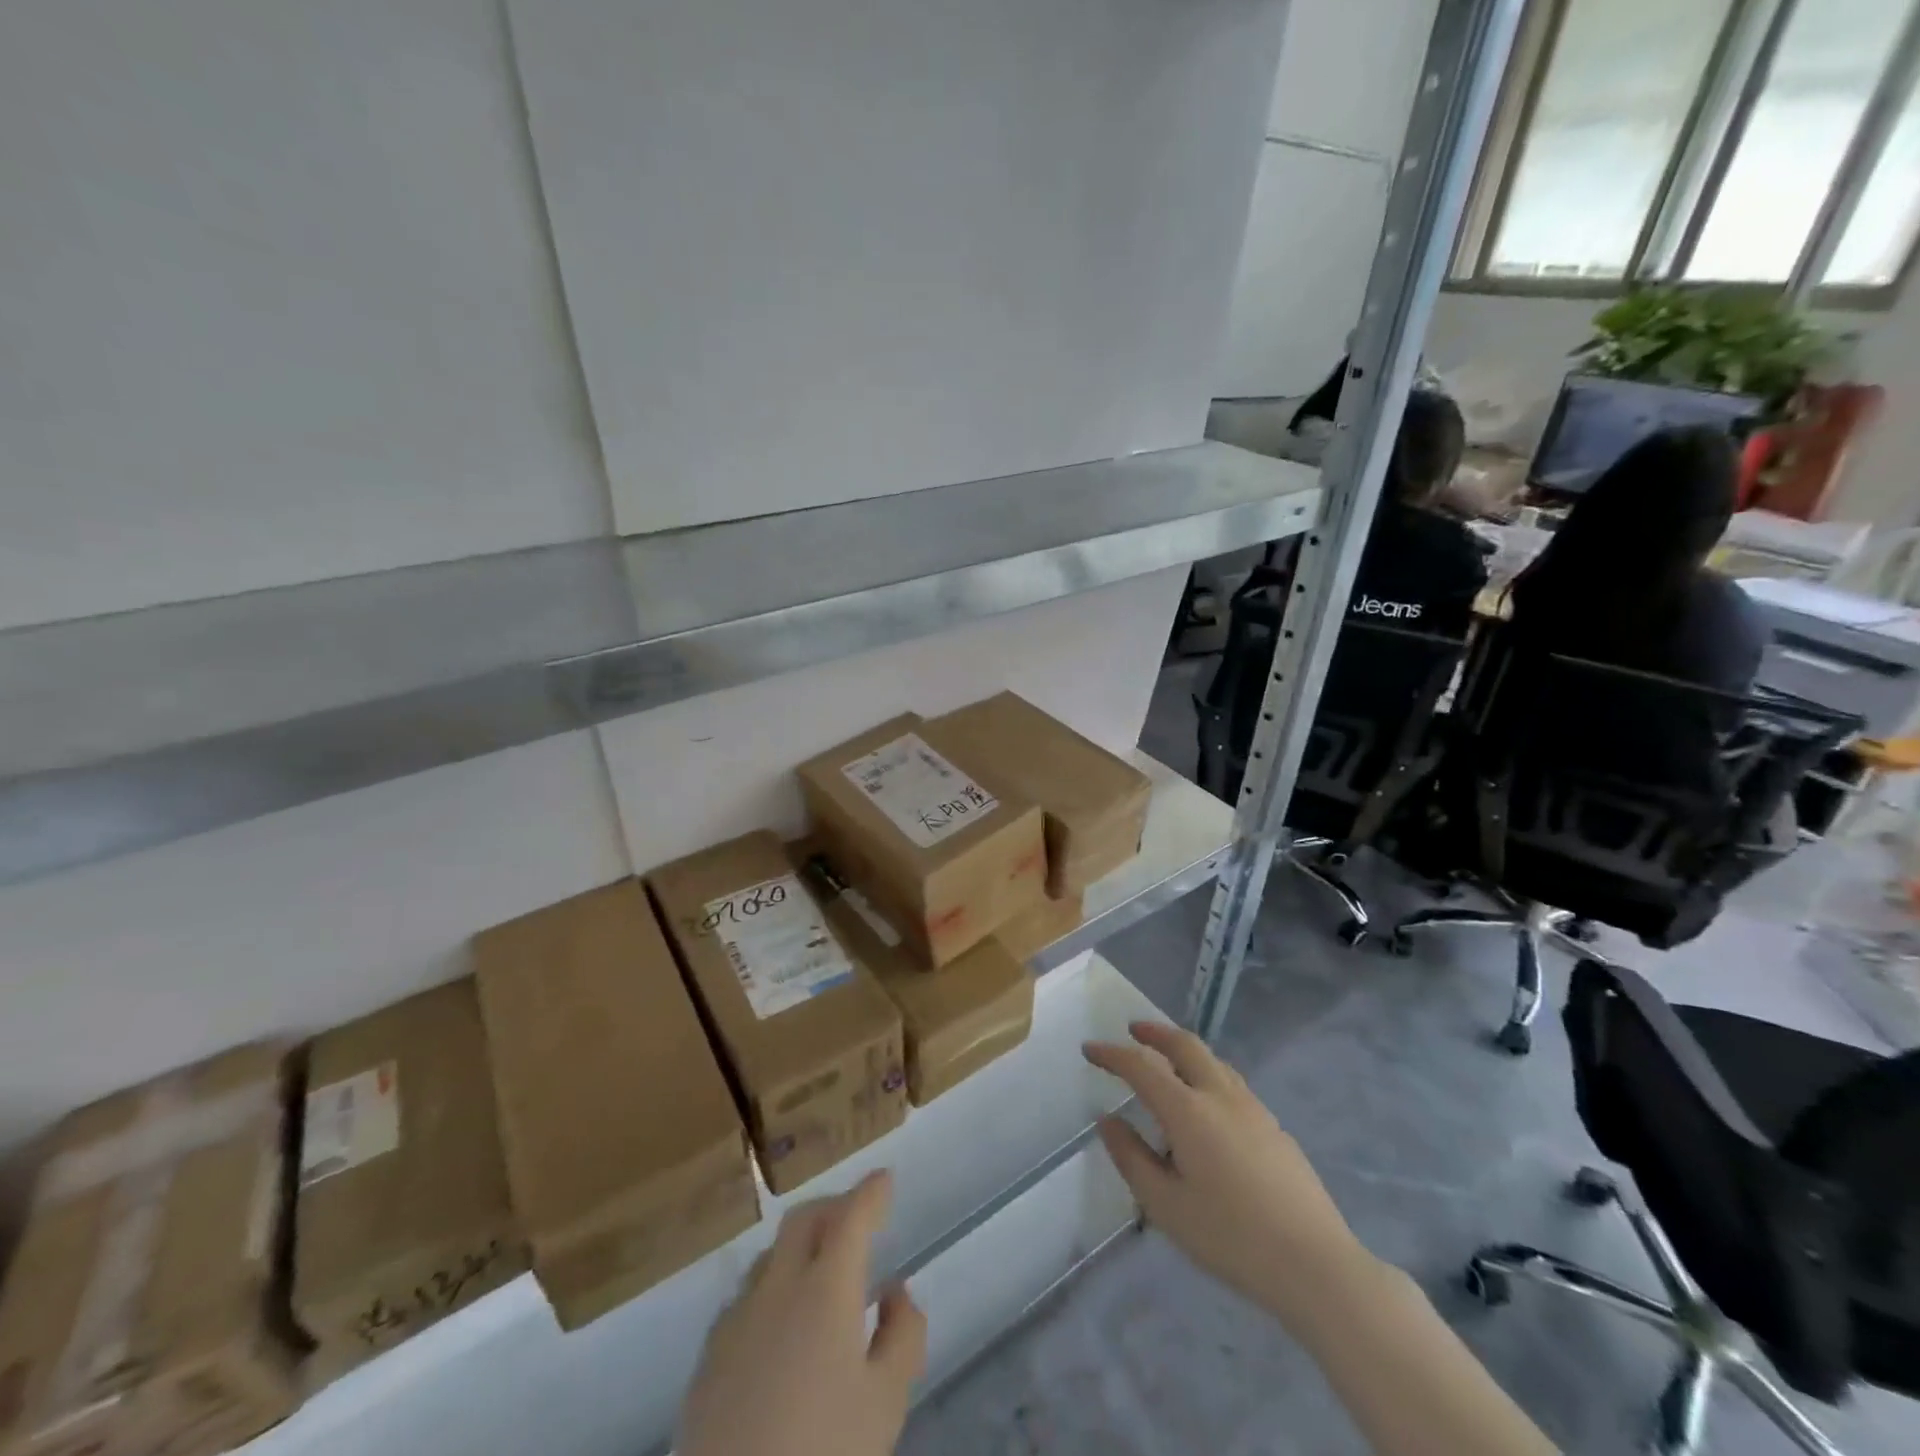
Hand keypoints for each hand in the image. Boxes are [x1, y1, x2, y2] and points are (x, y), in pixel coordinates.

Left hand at [678, 1170, 926, 1455]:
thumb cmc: (823, 1451)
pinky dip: (773, 1288)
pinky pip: (747, 1298)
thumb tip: (895, 1292)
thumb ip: (902, 1336)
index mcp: (826, 1288)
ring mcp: (736, 1318)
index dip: (871, 1192)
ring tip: (821, 1272)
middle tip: (857, 1217)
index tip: (885, 1179)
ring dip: (801, 1246)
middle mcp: (778, 1286)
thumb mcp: (885, 1402)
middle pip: (804, 1220)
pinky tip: (781, 1326)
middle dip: (834, 1206)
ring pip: (771, 1255)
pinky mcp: (708, 1356)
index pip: (852, 1216)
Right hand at [1084, 1021, 1369, 1325]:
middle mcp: (1220, 1096)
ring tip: (1167, 1061)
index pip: (1141, 1067)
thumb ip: (1132, 1158)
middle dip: (1155, 1032)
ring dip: (1183, 1050)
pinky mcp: (1274, 1127)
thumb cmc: (1231, 1238)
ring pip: (1213, 1060)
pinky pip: (1231, 1082)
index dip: (1112, 1054)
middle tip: (1133, 1030)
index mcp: (1189, 1111)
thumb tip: (1108, 1121)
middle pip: (1184, 1045)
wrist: (1316, 1265)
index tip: (1090, 1049)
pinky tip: (1206, 1103)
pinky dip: (1206, 1073)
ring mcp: (1253, 1108)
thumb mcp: (1166, 1206)